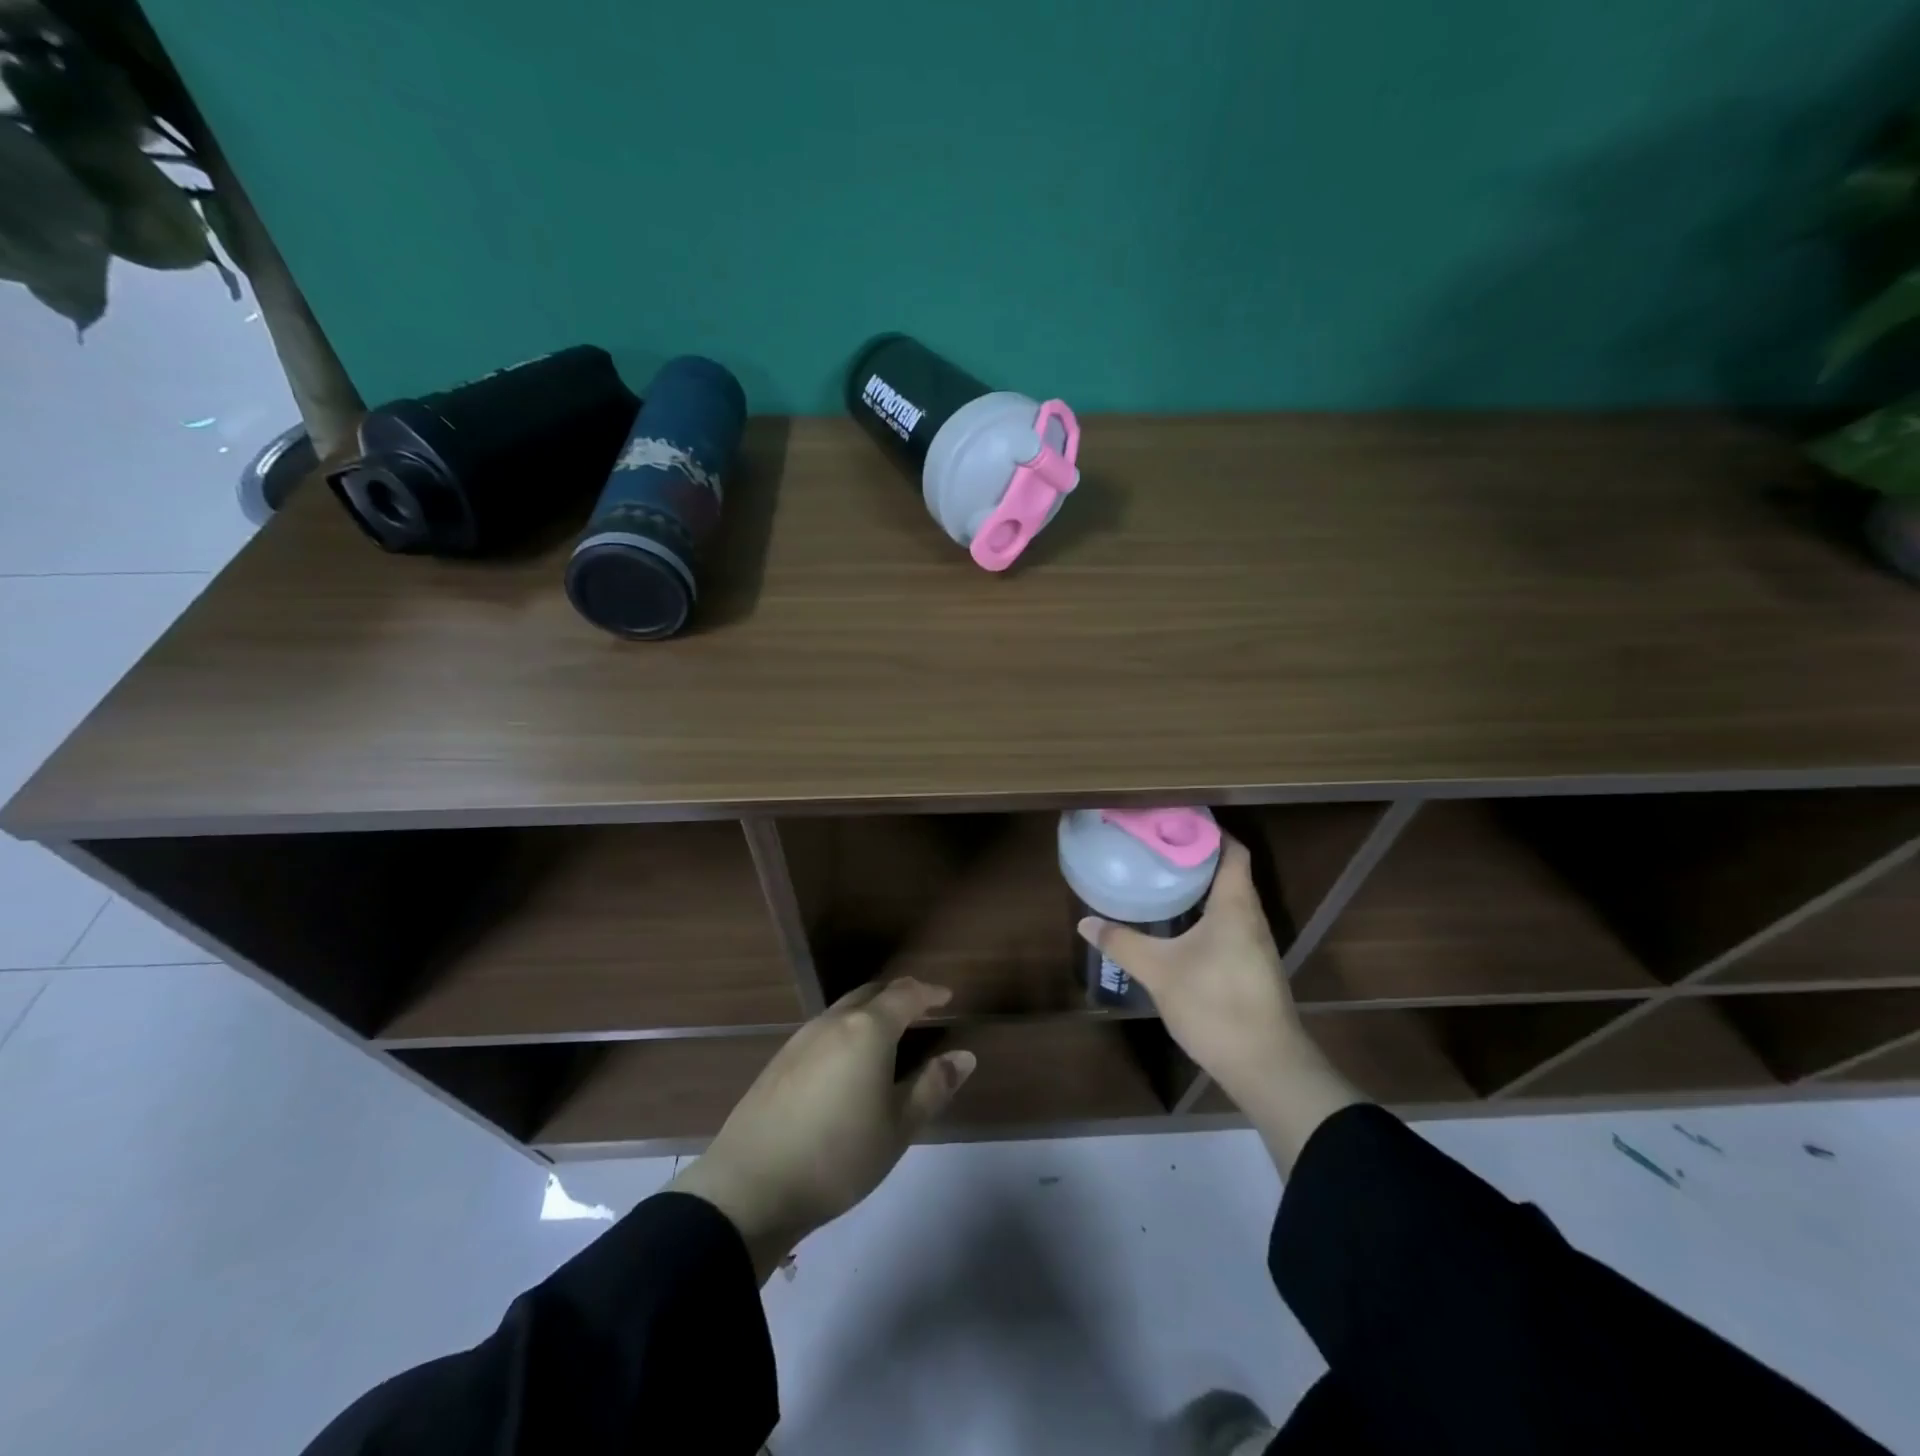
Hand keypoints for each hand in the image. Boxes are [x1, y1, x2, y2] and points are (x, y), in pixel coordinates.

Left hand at [668, 978, 974, 1281]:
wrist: (750, 1186)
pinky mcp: (779, 1060)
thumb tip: (964, 1055)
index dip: (929, 992)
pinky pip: (823, 1030)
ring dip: (870, 1012)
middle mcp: (833, 1022)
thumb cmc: (837, 1157)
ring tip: (887, 1037)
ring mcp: (800, 1039)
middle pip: (871, 994)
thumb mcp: (897, 1128)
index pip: (905, 994)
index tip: (946, 997)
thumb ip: (933, 1086)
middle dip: (899, 996)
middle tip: (920, 1010)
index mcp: (867, 1030)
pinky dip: (846, 1031)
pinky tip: (847, 1063)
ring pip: (844, 1010)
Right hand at [1077, 836, 1362, 1170]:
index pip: (1232, 851)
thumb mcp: (1159, 971)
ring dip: (1200, 890)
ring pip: (1229, 903)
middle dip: (1195, 859)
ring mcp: (1256, 946)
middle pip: (1229, 873)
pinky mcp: (1253, 969)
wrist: (1266, 1066)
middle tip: (1155, 850)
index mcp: (1235, 905)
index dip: (1208, 832)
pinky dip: (1205, 917)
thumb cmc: (1215, 1004)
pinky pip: (1229, 927)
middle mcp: (1251, 918)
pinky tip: (1178, 929)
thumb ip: (1122, 943)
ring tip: (1161, 882)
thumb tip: (1086, 922)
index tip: (1173, 822)